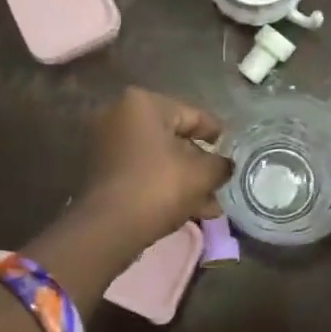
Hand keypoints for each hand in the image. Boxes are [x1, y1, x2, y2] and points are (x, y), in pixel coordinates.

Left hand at [78, 88, 231, 246]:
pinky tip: (187, 209)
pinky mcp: (99, 171)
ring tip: (209, 205)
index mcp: (143, 103)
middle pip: (173, 137)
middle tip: (219, 183)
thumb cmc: (159, 187)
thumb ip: (221, 164)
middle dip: (198, 164)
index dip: (217, 135)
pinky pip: (140, 172)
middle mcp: (118, 115)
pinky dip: (161, 185)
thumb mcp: (203, 174)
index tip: (232, 151)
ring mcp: (105, 143)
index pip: (193, 115)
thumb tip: (224, 165)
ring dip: (183, 179)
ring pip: (157, 159)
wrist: (107, 228)